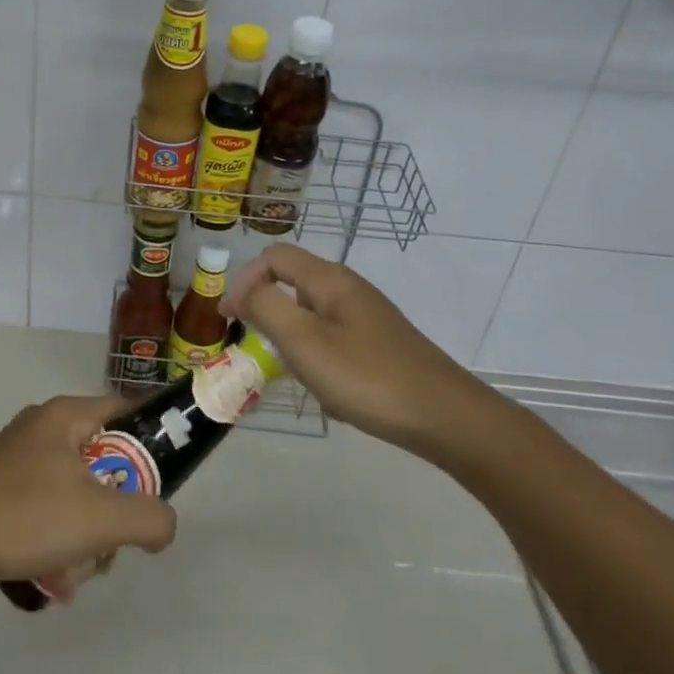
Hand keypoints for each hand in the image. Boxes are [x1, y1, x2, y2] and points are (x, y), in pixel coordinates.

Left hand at [0, 395, 176, 597]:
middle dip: (117, 500)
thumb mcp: (100, 518)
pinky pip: (43, 507)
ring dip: (86, 528)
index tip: (167, 473)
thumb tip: (165, 525)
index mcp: (65, 415)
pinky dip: (55, 538)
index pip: (126, 409)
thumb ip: (149, 518)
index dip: (153, 436)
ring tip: (83, 567)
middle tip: (120, 534)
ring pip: (72, 487)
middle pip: (101, 455)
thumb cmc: (25, 516)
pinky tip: (52, 579)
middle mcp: (40, 427)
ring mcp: (14, 458)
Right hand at [223, 244, 494, 460]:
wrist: (444, 416)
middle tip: (257, 347)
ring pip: (313, 313)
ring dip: (292, 338)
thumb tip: (245, 290)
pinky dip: (319, 356)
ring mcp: (368, 315)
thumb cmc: (366, 376)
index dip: (245, 280)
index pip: (274, 257)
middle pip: (293, 282)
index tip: (228, 319)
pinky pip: (334, 338)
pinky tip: (329, 391)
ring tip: (294, 374)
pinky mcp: (381, 342)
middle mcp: (349, 288)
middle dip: (267, 310)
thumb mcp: (304, 341)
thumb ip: (266, 307)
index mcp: (329, 279)